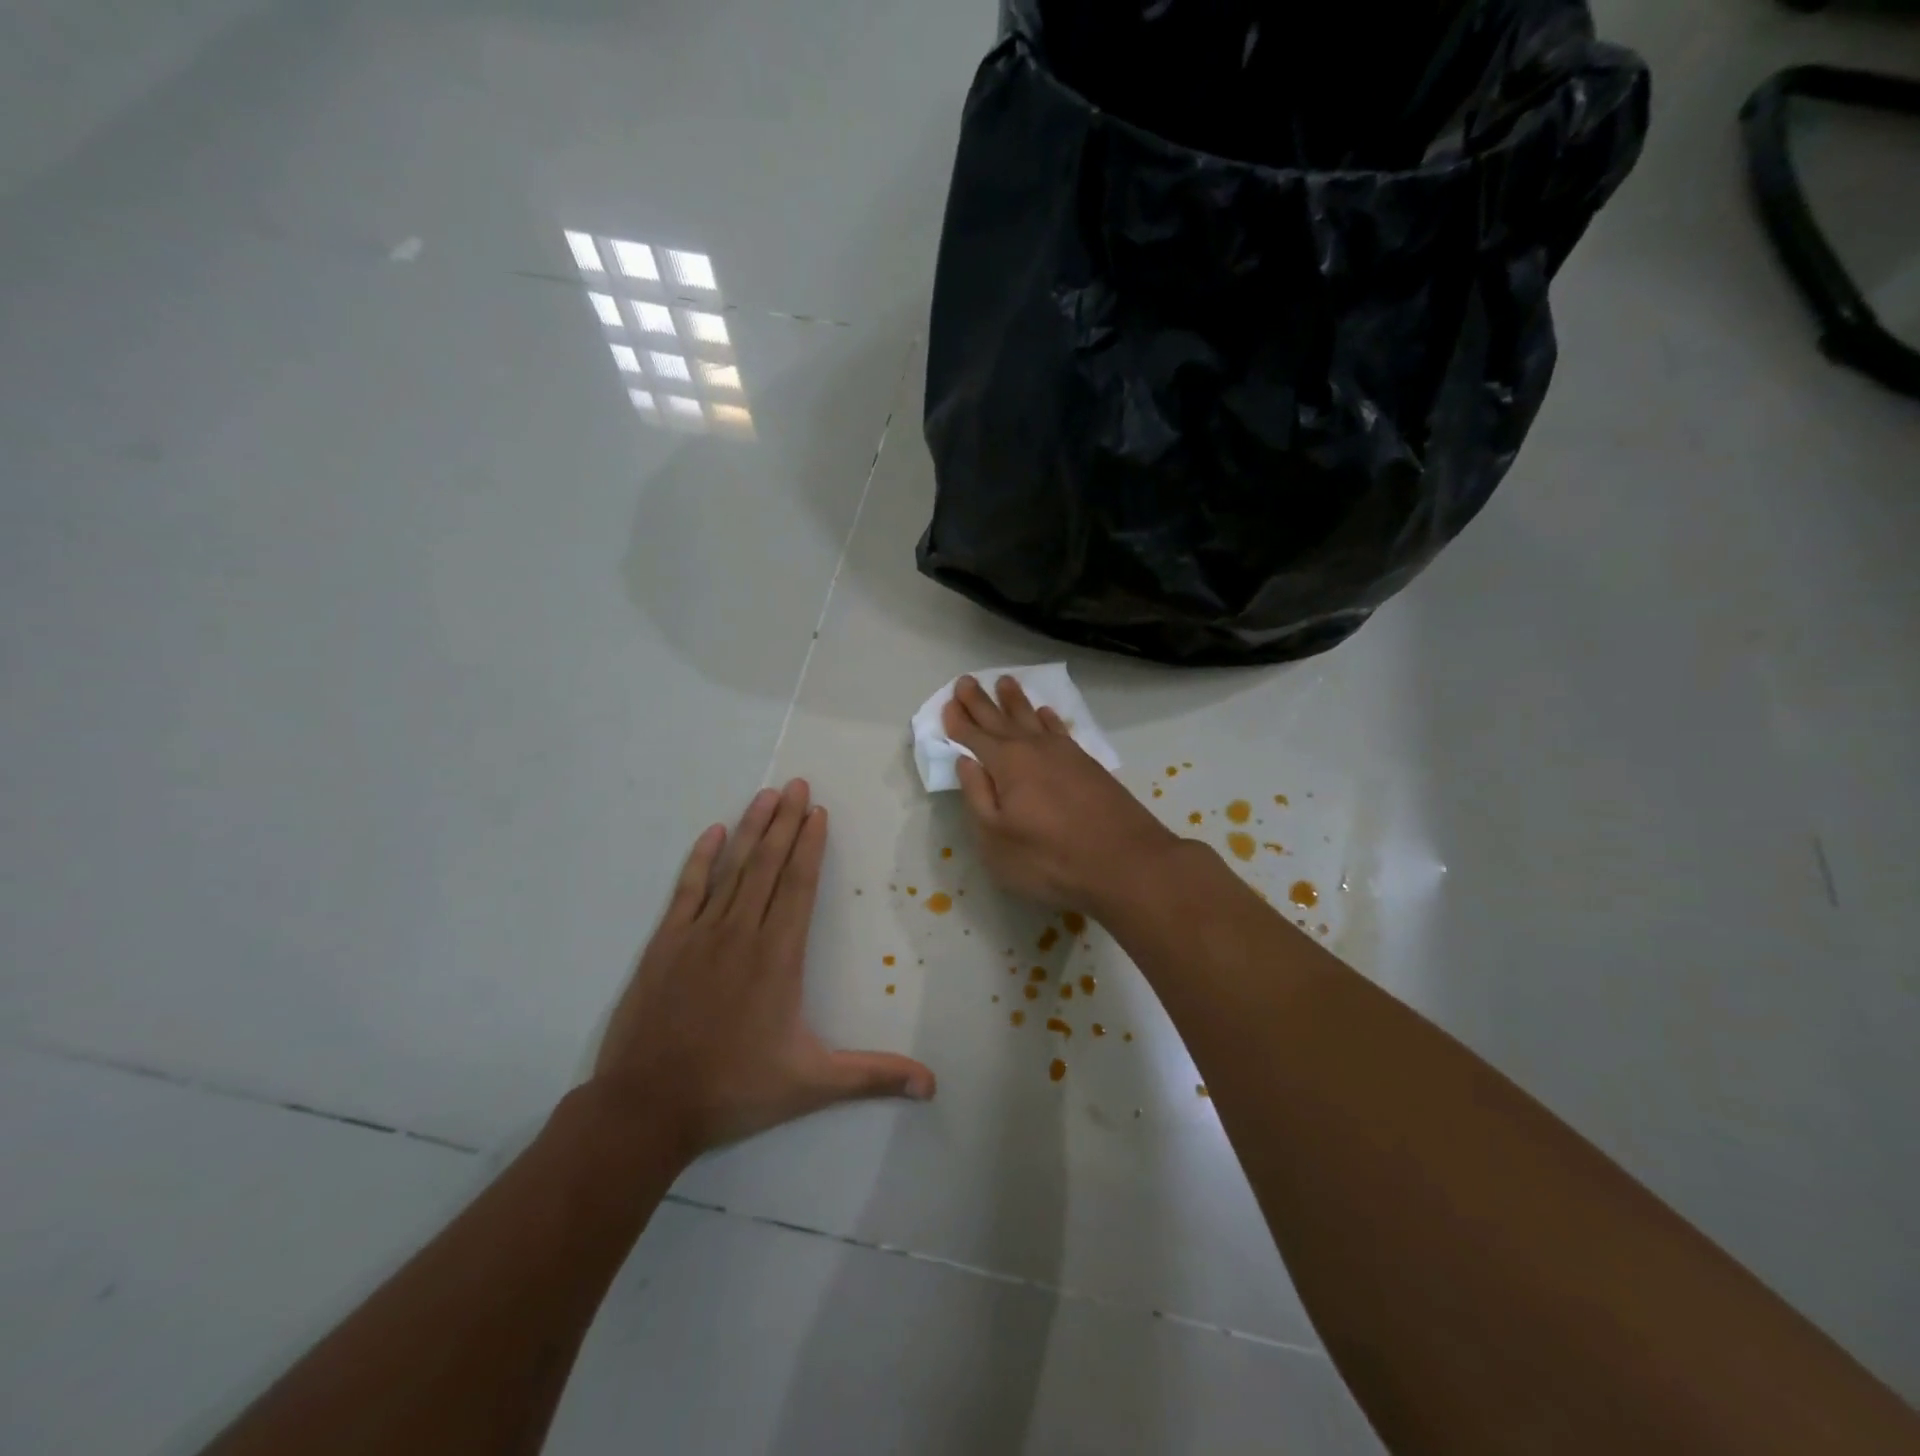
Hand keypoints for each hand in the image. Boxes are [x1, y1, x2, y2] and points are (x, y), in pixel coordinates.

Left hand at [592, 780, 934, 1161]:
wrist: (647, 1107)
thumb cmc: (735, 1089)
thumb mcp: (812, 1085)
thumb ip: (873, 1076)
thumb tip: (932, 1085)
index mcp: (778, 956)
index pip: (799, 885)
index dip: (810, 845)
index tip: (817, 811)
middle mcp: (741, 933)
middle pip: (768, 865)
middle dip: (785, 821)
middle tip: (796, 784)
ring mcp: (699, 935)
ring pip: (732, 869)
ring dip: (751, 829)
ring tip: (765, 795)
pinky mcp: (665, 944)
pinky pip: (687, 890)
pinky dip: (701, 860)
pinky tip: (712, 833)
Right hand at [943, 675, 1178, 913]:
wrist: (1126, 862)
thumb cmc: (1050, 859)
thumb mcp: (996, 839)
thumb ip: (978, 797)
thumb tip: (965, 762)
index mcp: (1007, 765)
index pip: (975, 737)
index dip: (958, 722)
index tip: (947, 703)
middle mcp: (1034, 749)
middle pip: (1001, 720)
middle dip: (980, 701)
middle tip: (965, 680)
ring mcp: (1065, 754)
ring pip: (1033, 718)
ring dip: (1016, 701)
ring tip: (1004, 682)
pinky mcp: (1088, 764)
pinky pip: (1060, 729)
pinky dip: (1049, 719)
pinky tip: (1046, 713)